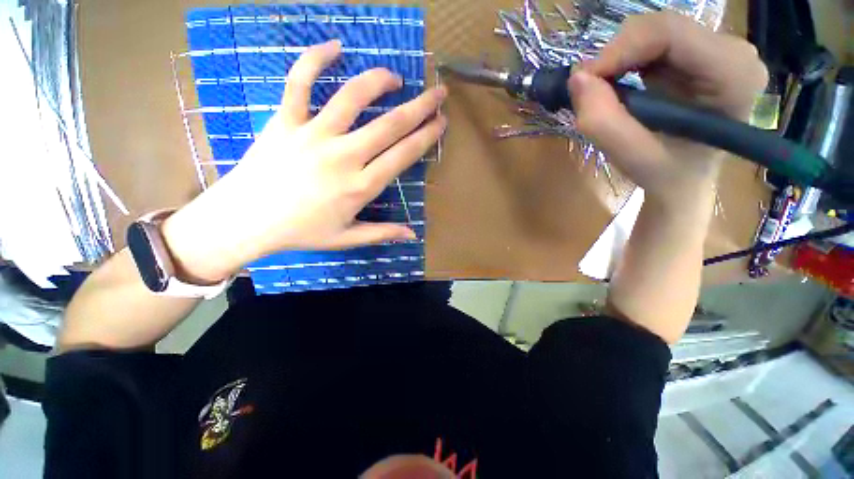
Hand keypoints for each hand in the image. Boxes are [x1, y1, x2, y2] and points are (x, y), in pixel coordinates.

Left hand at [162, 40, 446, 282]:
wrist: (246, 220)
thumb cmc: (301, 232)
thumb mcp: (346, 238)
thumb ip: (382, 233)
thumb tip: (412, 235)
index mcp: (361, 186)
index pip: (403, 155)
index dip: (426, 136)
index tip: (440, 123)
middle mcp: (344, 156)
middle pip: (390, 124)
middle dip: (420, 106)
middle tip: (437, 93)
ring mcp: (314, 135)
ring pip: (353, 97)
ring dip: (379, 81)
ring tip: (396, 77)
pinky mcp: (286, 121)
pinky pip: (300, 82)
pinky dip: (315, 59)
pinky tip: (334, 45)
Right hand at [568, 12, 767, 207]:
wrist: (686, 179)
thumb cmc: (667, 174)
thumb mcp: (632, 157)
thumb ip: (603, 121)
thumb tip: (576, 78)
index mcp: (733, 74)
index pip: (669, 33)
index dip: (619, 49)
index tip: (583, 80)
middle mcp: (734, 51)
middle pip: (661, 27)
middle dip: (616, 55)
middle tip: (589, 90)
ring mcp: (719, 48)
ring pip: (653, 31)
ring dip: (619, 60)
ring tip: (606, 94)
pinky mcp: (700, 52)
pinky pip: (653, 42)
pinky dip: (626, 61)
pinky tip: (622, 87)